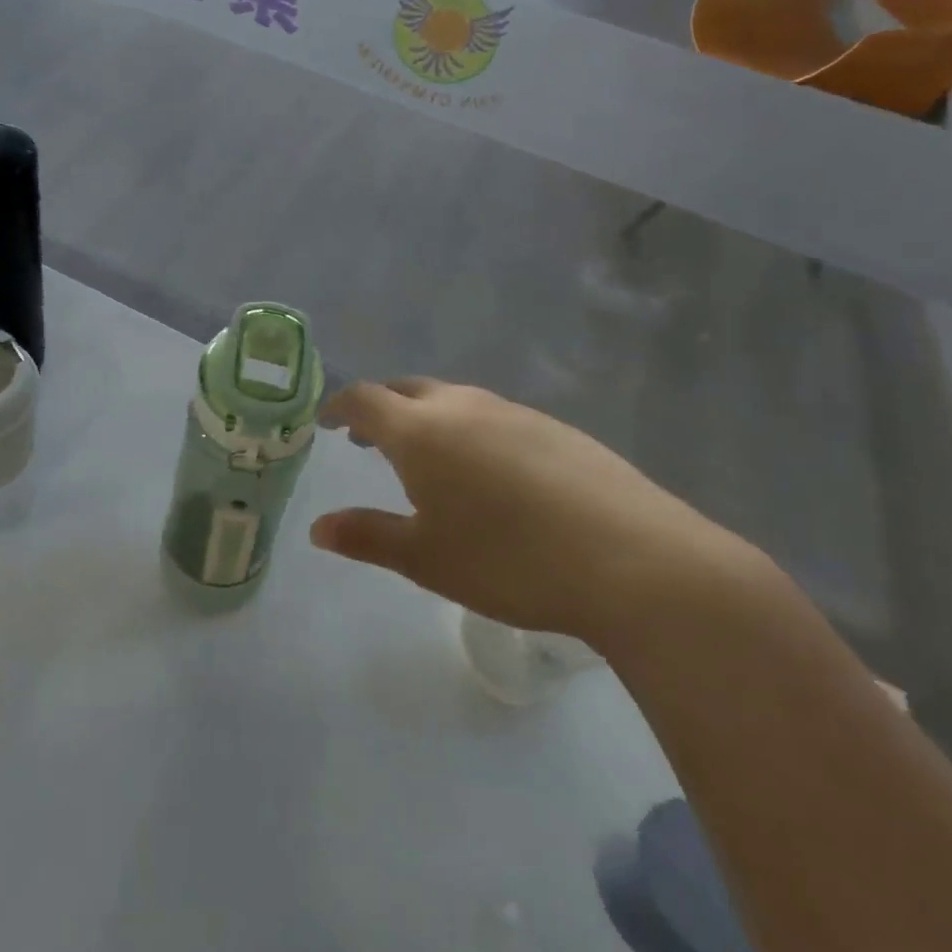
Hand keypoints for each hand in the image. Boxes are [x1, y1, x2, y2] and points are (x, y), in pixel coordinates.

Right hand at [310, 379, 753, 647]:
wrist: (634, 561)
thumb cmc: (509, 560)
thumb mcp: (425, 558)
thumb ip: (367, 536)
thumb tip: (317, 528)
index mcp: (420, 430)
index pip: (364, 399)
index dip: (339, 406)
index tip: (326, 421)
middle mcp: (463, 406)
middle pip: (407, 390)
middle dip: (382, 408)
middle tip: (370, 439)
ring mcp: (514, 412)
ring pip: (455, 400)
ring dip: (428, 417)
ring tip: (429, 457)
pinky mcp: (557, 428)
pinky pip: (495, 416)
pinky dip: (472, 430)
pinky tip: (492, 473)